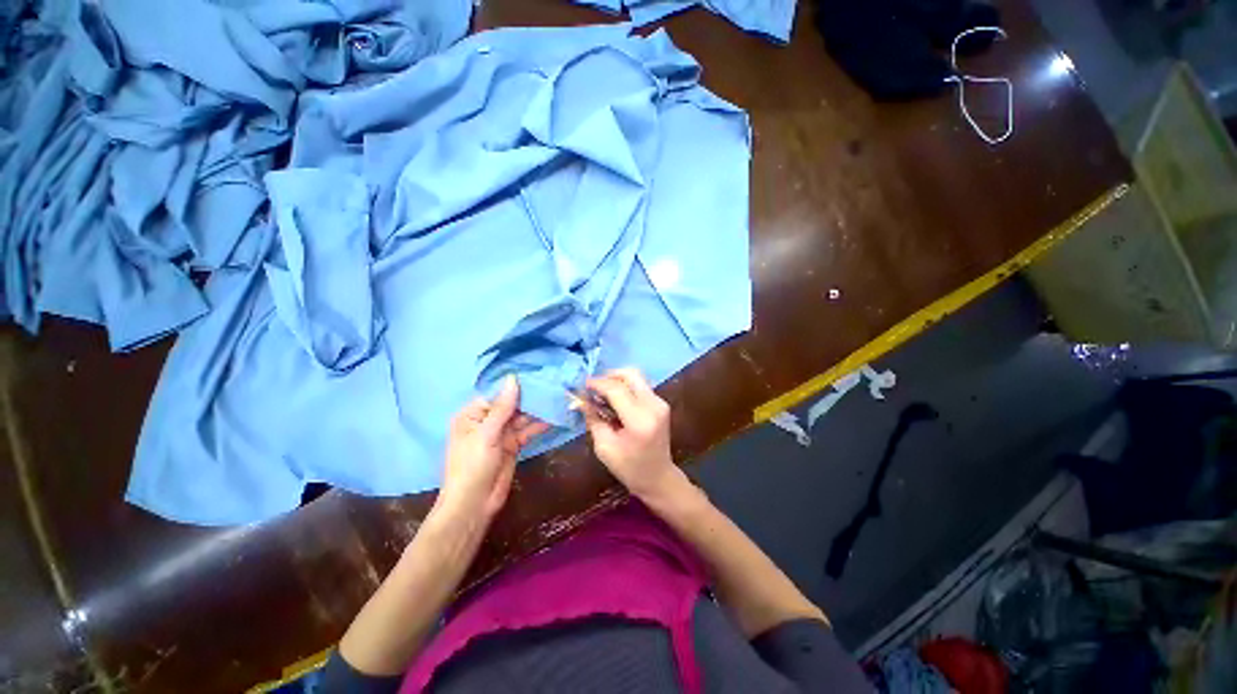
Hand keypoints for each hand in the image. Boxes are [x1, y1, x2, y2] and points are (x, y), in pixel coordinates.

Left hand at [437, 376, 548, 521]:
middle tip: (552, 385)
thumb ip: (502, 407)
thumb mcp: (486, 434)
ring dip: (537, 411)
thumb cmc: (472, 465)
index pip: (496, 394)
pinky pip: (527, 431)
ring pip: (521, 418)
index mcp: (472, 415)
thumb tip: (513, 379)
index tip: (537, 375)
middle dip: (529, 398)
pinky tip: (553, 418)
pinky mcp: (512, 445)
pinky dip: (539, 426)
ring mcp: (500, 434)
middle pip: (511, 405)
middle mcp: (486, 421)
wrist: (474, 504)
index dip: (515, 386)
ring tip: (556, 399)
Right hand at [582, 368, 681, 499]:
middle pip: (631, 374)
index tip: (583, 385)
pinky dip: (625, 387)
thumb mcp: (604, 447)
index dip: (598, 384)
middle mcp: (653, 406)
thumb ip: (593, 419)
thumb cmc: (629, 468)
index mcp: (640, 420)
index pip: (616, 390)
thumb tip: (580, 399)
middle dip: (609, 376)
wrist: (658, 478)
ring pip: (636, 377)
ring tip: (603, 394)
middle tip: (595, 387)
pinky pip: (640, 386)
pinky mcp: (661, 403)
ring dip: (617, 381)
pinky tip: (615, 400)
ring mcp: (660, 403)